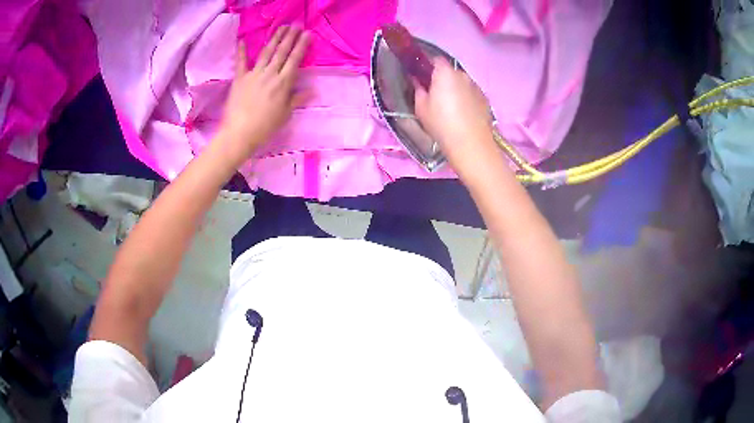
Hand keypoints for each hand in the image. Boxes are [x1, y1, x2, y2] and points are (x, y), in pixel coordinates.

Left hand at [218, 25, 310, 165]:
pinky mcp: (240, 79)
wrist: (239, 132)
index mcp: (283, 82)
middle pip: (282, 52)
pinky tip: (242, 41)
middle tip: (296, 25)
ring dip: (274, 39)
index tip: (307, 34)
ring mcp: (254, 74)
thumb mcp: (285, 114)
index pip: (295, 59)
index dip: (301, 45)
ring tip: (281, 27)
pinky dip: (241, 52)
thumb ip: (297, 99)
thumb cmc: (265, 126)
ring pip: (266, 52)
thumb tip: (313, 90)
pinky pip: (241, 62)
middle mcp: (270, 74)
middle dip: (290, 37)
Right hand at [414, 58, 498, 180]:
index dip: (428, 65)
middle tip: (435, 95)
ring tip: (450, 107)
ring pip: (462, 83)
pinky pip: (472, 94)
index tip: (423, 76)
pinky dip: (466, 99)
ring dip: (456, 89)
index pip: (436, 59)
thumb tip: (418, 82)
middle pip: (450, 72)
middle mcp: (463, 75)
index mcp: (445, 73)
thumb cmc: (442, 124)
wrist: (471, 144)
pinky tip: (462, 114)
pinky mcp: (485, 100)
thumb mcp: (421, 108)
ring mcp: (476, 87)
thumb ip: (418, 90)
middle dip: (443, 79)